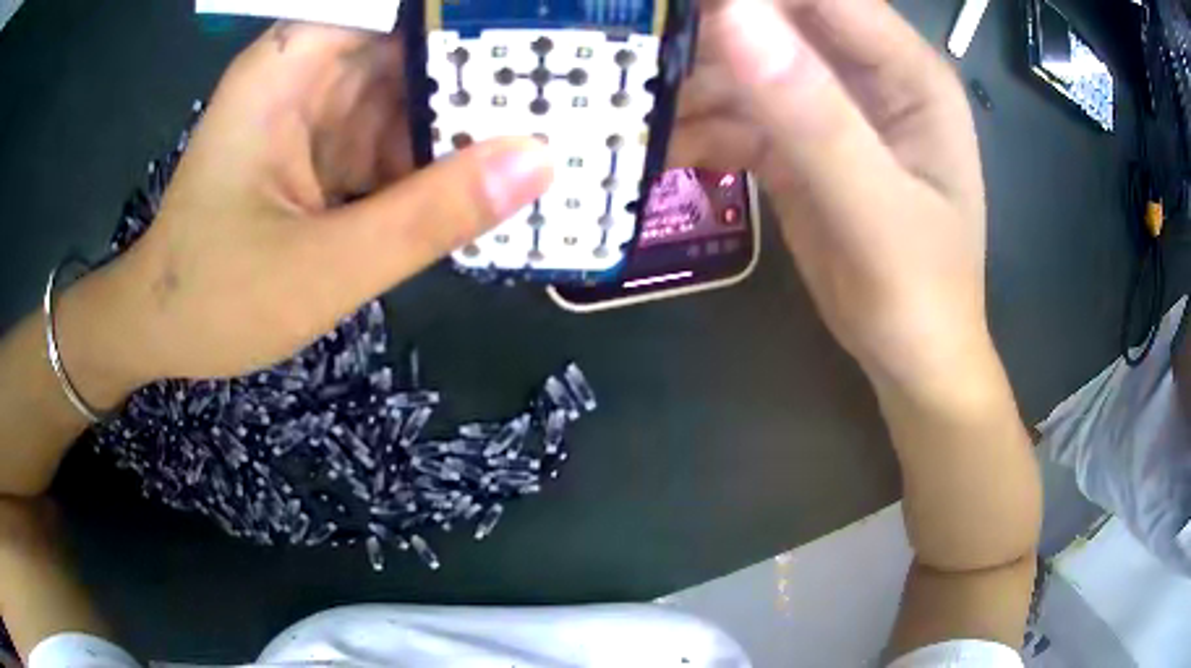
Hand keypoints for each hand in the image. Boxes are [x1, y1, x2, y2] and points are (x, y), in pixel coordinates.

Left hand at [57, 24, 552, 398]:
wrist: (160, 334)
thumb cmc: (215, 299)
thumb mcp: (324, 268)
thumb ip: (428, 215)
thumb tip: (539, 160)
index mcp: (290, 67)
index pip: (399, 10)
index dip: (473, 17)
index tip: (548, 33)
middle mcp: (307, 73)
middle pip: (413, 47)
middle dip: (486, 69)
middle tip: (573, 93)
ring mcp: (317, 112)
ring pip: (411, 94)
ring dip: (469, 119)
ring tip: (553, 134)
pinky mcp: (323, 150)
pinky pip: (395, 137)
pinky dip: (437, 160)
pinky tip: (487, 182)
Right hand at [671, 0, 987, 386]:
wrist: (911, 359)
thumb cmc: (919, 292)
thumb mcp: (874, 209)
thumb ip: (813, 115)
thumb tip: (735, 14)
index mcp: (908, 73)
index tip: (677, 3)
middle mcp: (868, 76)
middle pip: (777, 21)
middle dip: (708, 30)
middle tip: (636, 43)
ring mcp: (829, 109)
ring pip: (746, 67)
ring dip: (691, 83)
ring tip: (634, 105)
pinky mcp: (798, 145)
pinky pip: (738, 117)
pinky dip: (699, 129)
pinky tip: (664, 149)